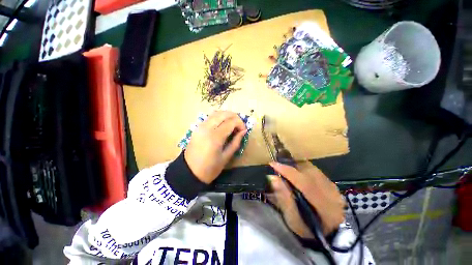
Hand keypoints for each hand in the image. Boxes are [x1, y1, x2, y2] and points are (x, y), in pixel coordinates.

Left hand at [184, 111, 246, 183]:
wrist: (189, 172)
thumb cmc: (209, 168)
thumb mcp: (226, 157)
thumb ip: (236, 142)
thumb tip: (243, 131)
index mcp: (215, 137)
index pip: (231, 122)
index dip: (240, 123)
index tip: (244, 130)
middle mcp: (207, 127)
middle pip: (224, 114)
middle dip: (235, 116)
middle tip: (240, 125)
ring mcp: (201, 126)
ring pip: (216, 113)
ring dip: (227, 115)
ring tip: (233, 123)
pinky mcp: (197, 127)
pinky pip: (211, 117)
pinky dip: (220, 117)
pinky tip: (223, 124)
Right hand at [268, 162, 344, 237]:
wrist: (330, 234)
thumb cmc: (308, 230)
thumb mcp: (293, 219)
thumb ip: (283, 198)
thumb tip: (273, 178)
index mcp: (323, 205)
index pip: (303, 182)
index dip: (286, 171)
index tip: (272, 164)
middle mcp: (331, 193)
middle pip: (308, 170)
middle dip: (291, 166)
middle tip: (279, 167)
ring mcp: (334, 188)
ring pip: (312, 168)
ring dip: (297, 166)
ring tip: (287, 170)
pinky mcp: (333, 185)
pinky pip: (316, 171)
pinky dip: (304, 169)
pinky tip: (298, 174)